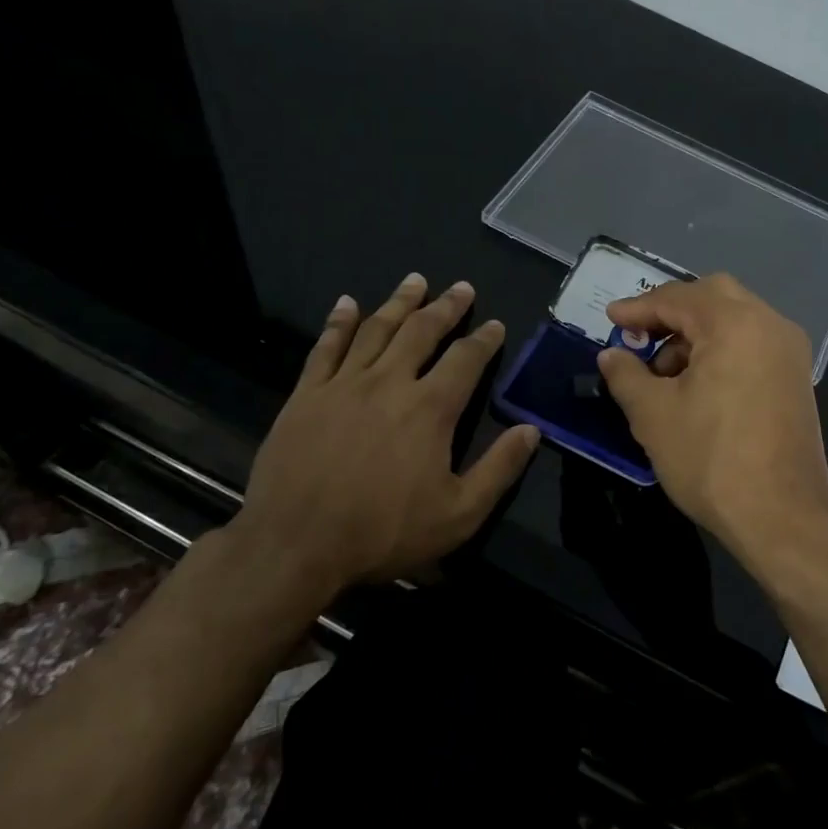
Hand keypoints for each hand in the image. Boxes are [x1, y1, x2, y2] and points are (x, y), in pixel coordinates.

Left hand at [228, 273, 538, 600]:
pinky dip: (339, 323)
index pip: (465, 360)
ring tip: (416, 281)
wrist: (295, 547)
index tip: (495, 324)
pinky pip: (325, 348)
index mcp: (430, 409)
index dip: (484, 339)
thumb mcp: (460, 513)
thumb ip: (500, 468)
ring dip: (399, 302)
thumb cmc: (384, 532)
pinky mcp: (305, 396)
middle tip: (461, 288)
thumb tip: (532, 430)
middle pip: (422, 332)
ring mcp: (343, 385)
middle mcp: (389, 383)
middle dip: (446, 307)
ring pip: (376, 330)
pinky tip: (347, 303)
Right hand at [598, 274, 827, 569]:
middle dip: (671, 312)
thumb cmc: (711, 459)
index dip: (638, 308)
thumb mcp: (653, 415)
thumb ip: (626, 375)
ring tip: (664, 374)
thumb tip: (611, 355)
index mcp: (735, 324)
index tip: (610, 319)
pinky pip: (753, 344)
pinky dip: (721, 350)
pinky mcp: (796, 379)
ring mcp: (789, 352)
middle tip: (638, 337)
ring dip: (696, 333)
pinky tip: (697, 385)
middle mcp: (770, 325)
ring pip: (735, 320)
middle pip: (713, 296)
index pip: (678, 298)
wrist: (782, 516)